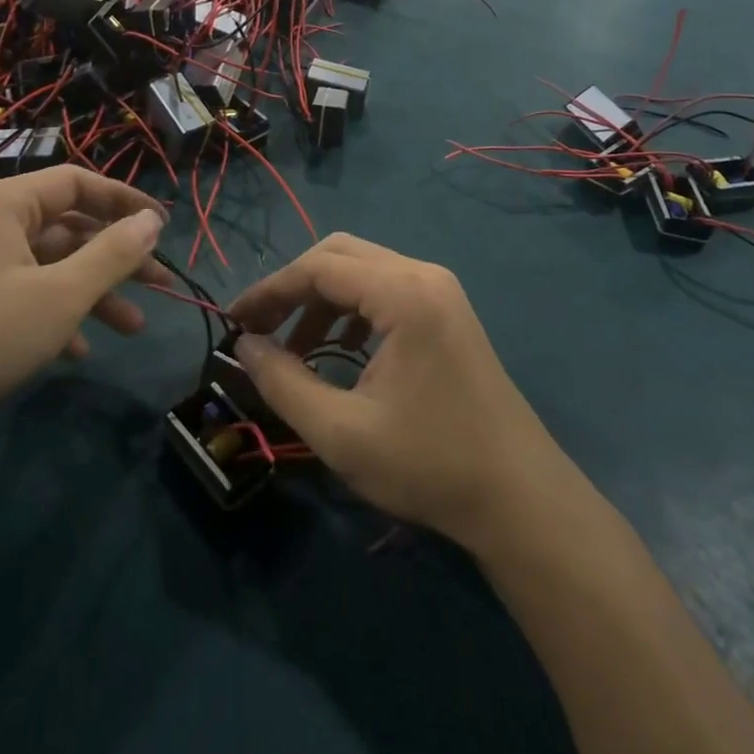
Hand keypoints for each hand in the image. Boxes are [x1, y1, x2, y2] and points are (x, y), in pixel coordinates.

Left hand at [0, 169, 164, 454]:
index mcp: (6, 204)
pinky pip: (26, 294)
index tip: (164, 226)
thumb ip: (113, 253)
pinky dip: (58, 314)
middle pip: (69, 226)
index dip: (125, 200)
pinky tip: (80, 352)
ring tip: (134, 327)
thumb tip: (152, 220)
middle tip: (161, 284)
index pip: (78, 181)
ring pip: (51, 265)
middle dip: (117, 256)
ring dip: (94, 292)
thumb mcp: (61, 295)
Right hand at [229, 233, 569, 549]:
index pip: (318, 268)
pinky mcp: (446, 312)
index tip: (233, 322)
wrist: (521, 499)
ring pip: (362, 270)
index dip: (269, 291)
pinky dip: (350, 310)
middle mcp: (423, 275)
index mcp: (403, 293)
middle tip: (260, 329)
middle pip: (339, 254)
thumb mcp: (341, 432)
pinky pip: (384, 290)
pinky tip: (337, 350)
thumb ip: (283, 382)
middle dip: (293, 288)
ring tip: (293, 349)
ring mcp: (440, 291)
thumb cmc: (430, 465)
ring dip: (320, 300)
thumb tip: (246, 346)